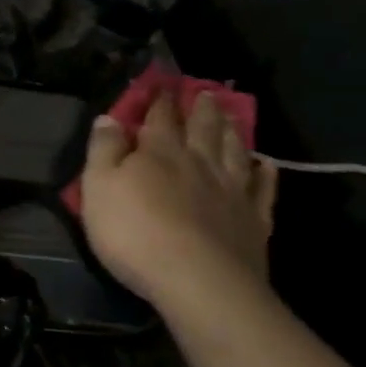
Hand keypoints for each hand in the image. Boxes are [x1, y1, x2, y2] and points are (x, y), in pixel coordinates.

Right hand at [79, 91, 278, 324]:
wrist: (198, 282)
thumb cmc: (135, 233)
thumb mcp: (99, 188)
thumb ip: (103, 150)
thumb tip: (109, 117)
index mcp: (159, 153)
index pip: (159, 118)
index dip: (160, 100)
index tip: (163, 84)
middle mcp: (199, 163)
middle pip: (202, 129)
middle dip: (200, 109)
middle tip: (206, 92)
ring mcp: (231, 192)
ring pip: (234, 152)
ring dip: (232, 132)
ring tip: (232, 116)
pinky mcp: (254, 222)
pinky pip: (262, 191)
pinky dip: (265, 175)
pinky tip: (267, 166)